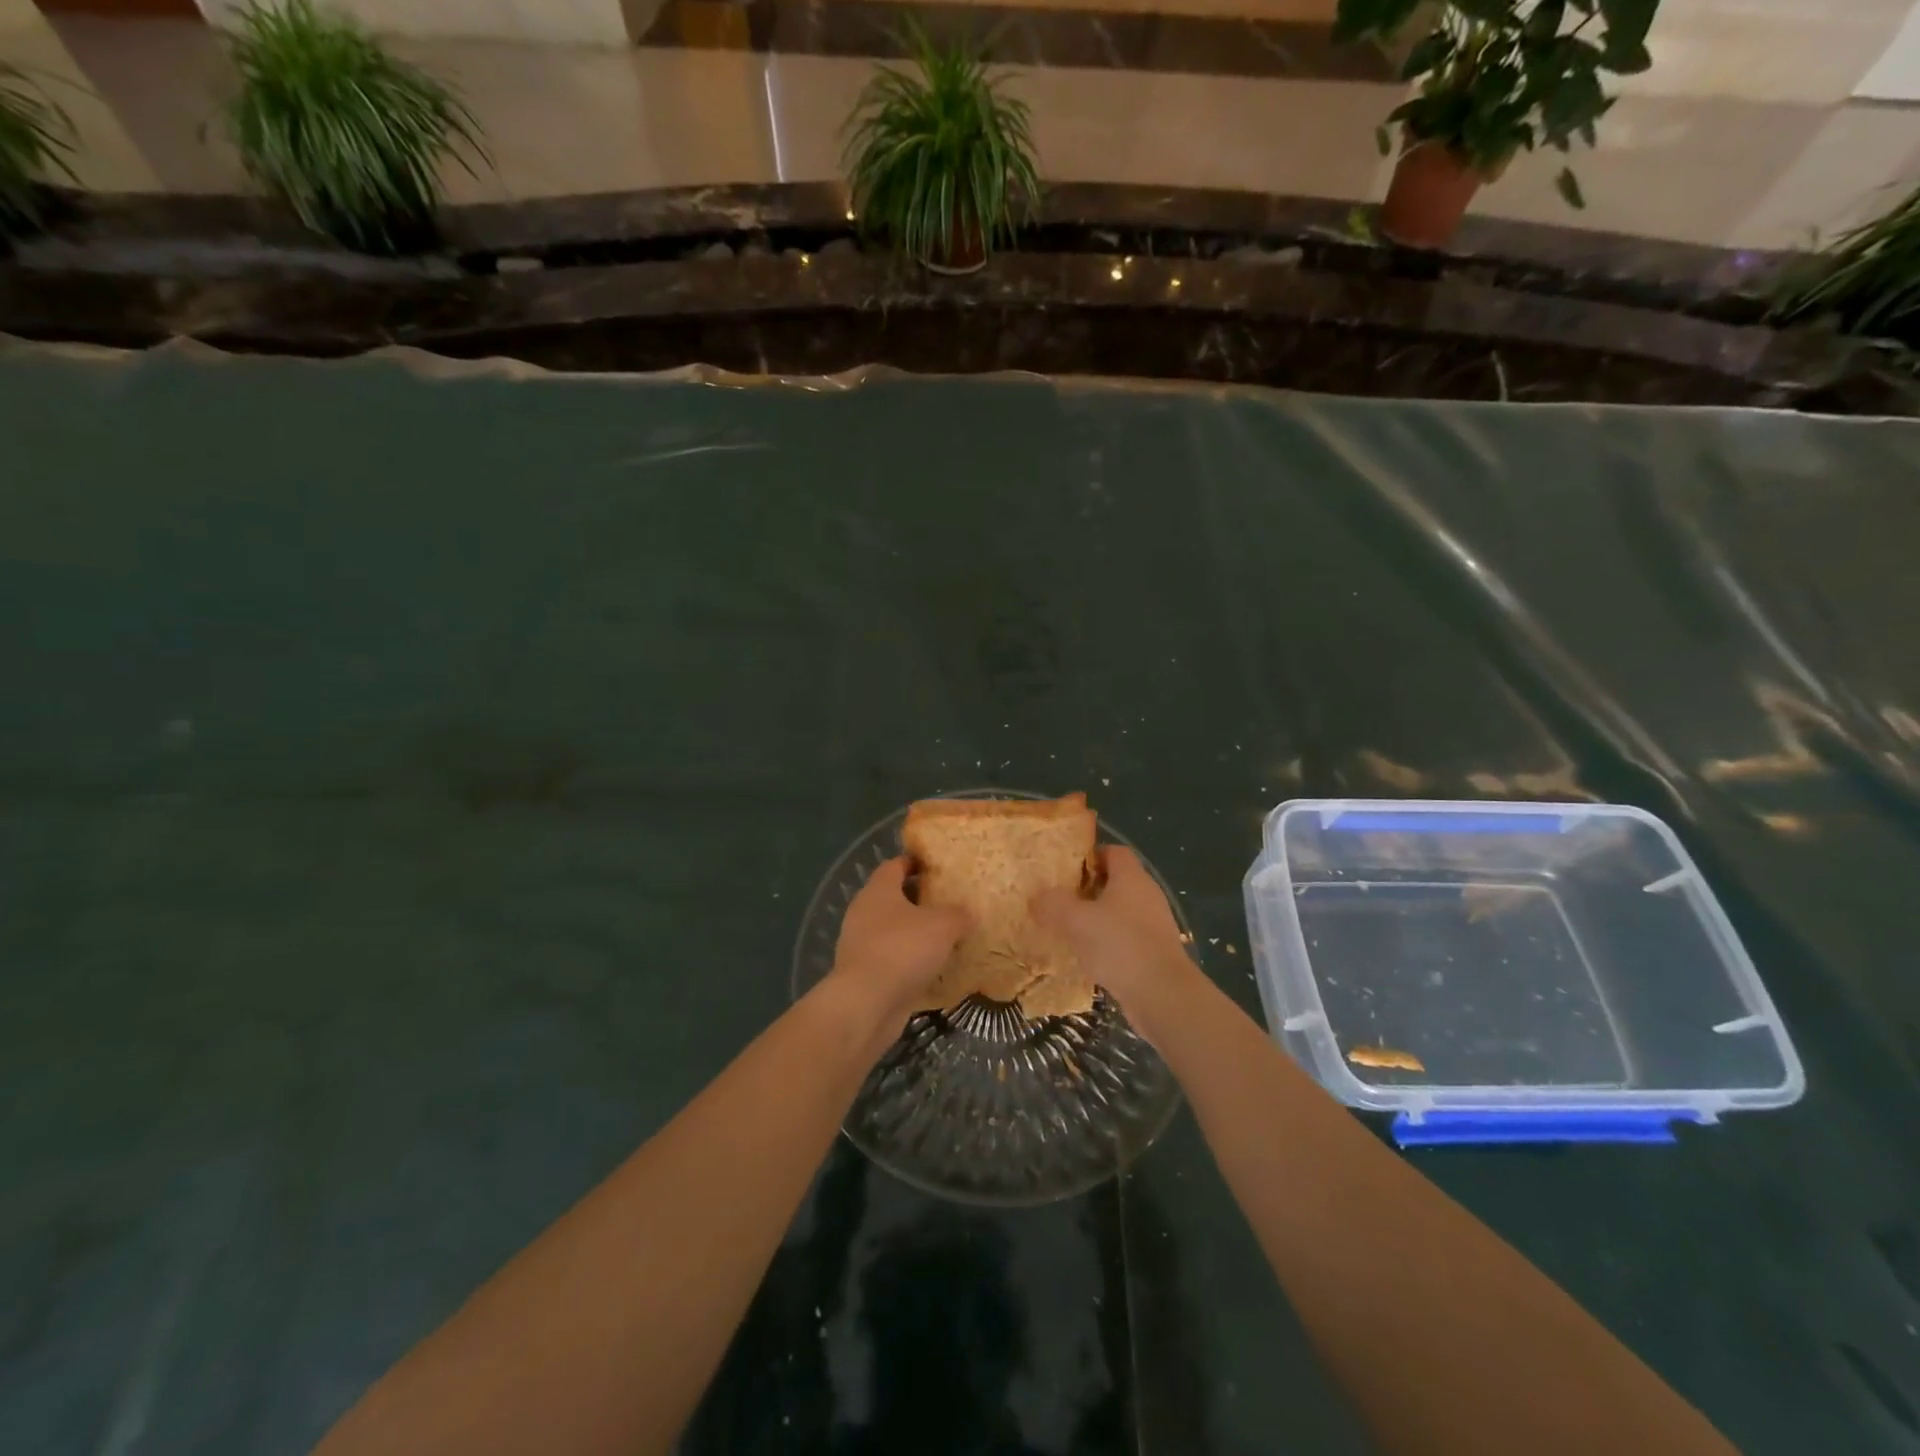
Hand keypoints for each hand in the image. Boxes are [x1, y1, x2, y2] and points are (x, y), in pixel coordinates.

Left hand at [827, 857, 970, 1035]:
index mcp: (878, 890)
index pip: (894, 865)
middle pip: (892, 897)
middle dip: (918, 899)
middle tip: (947, 902)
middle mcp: (864, 912)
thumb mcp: (943, 926)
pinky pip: (890, 958)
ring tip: (944, 937)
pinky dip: (908, 960)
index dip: (914, 863)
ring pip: (891, 929)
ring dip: (913, 932)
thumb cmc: (903, 949)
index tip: (936, 867)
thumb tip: (969, 912)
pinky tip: (930, 967)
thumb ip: (958, 914)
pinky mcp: (863, 973)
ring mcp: (860, 944)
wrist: (866, 1003)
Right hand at [1033, 846, 1197, 1044]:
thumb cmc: (1119, 945)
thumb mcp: (1076, 920)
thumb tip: (1038, 895)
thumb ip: (1054, 903)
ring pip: (1121, 912)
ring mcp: (1155, 925)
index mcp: (1132, 878)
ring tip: (1070, 930)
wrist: (1162, 995)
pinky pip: (1127, 938)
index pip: (1114, 852)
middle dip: (1088, 889)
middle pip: (1116, 882)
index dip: (1090, 856)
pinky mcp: (1156, 952)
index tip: (1065, 870)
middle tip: (1061, 900)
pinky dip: (1109, 943)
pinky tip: (1089, 958)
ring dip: (1097, 919)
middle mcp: (1147, 895)